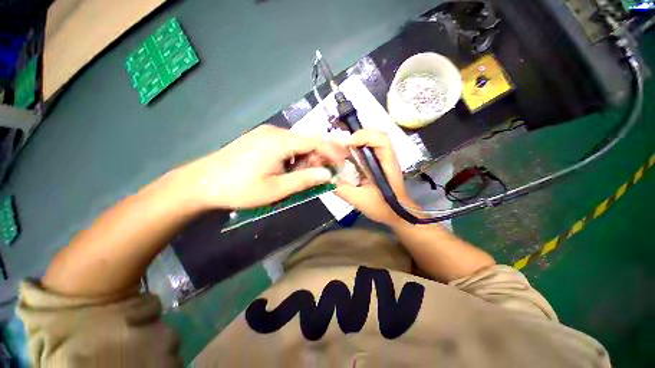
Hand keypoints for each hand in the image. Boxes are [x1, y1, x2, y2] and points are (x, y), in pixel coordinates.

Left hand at [175, 125, 347, 208]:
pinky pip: (286, 145)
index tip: (345, 160)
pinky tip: (289, 169)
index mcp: (280, 142)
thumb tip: (327, 174)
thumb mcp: (276, 189)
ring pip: (297, 143)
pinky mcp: (260, 138)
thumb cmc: (240, 188)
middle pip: (307, 141)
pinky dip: (294, 156)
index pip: (315, 141)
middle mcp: (275, 132)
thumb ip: (305, 180)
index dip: (332, 150)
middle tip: (322, 175)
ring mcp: (266, 133)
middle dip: (318, 157)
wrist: (202, 182)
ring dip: (305, 158)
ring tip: (303, 176)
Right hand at [335, 130, 413, 225]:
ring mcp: (381, 158)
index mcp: (386, 164)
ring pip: (369, 140)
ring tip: (339, 147)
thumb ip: (342, 189)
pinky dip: (354, 147)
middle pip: (373, 135)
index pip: (381, 140)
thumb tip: (326, 177)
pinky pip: (365, 148)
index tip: (345, 144)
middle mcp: (385, 157)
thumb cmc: (382, 207)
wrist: (395, 213)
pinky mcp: (376, 161)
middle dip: (354, 136)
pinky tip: (345, 154)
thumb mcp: (359, 200)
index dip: (363, 136)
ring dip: (354, 140)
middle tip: (338, 144)